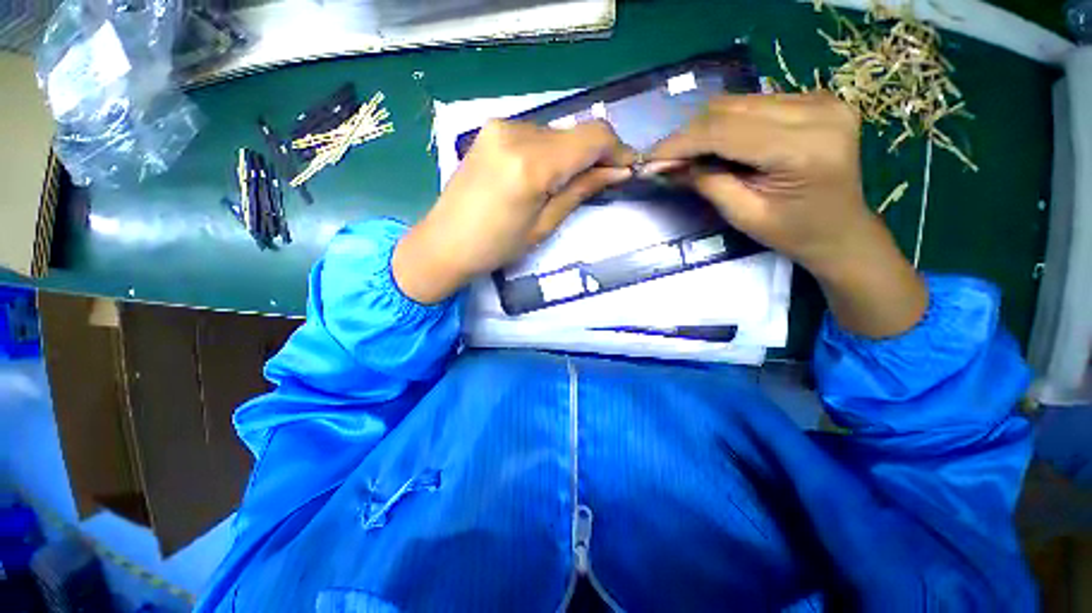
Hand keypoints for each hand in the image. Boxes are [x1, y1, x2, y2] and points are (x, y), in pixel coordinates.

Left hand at [393, 119, 634, 303]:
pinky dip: (550, 152)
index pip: (593, 137)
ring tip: (566, 185)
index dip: (617, 150)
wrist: (444, 243)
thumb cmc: (496, 246)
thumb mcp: (544, 225)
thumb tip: (618, 171)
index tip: (628, 169)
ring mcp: (499, 127)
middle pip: (575, 133)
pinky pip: (535, 135)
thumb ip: (581, 190)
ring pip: (556, 133)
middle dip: (594, 156)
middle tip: (601, 182)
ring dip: (570, 156)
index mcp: (532, 164)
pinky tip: (543, 177)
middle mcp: (516, 132)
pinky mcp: (490, 131)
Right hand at [649, 93, 926, 337]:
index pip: (725, 132)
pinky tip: (716, 145)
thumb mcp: (743, 215)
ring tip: (687, 154)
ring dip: (705, 128)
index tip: (649, 159)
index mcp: (804, 148)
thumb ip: (706, 183)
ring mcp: (821, 99)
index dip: (681, 143)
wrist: (841, 230)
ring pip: (739, 102)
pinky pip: (755, 103)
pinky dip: (726, 123)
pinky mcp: (816, 99)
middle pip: (731, 109)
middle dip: (689, 134)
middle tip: (664, 159)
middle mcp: (818, 111)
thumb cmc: (794, 233)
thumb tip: (667, 165)